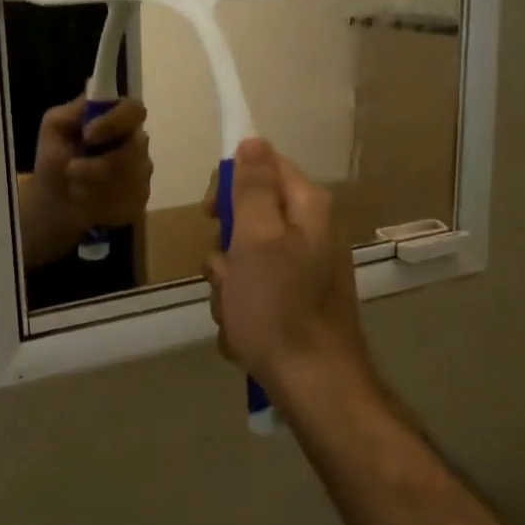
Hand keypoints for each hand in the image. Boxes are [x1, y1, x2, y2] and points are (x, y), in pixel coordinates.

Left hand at [17, 97, 152, 269]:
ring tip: (74, 190)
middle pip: (133, 152)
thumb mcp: (54, 129)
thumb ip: (72, 111)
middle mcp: (136, 144)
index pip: (134, 110)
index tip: (88, 136)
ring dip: (93, 188)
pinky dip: (99, 207)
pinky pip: (127, 204)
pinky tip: (87, 206)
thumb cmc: (55, 161)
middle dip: (96, 167)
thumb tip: (93, 102)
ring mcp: (142, 175)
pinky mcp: (140, 201)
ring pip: (129, 182)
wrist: (54, 204)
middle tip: (71, 171)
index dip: (115, 122)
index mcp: (118, 121)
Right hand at [206, 139, 371, 414]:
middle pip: (250, 215)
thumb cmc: (278, 307)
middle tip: (225, 271)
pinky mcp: (293, 301)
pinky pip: (253, 291)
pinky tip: (244, 332)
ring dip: (228, 284)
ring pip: (244, 258)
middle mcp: (309, 232)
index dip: (231, 183)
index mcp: (306, 208)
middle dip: (226, 246)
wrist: (313, 384)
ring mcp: (303, 269)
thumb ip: (253, 187)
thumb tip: (252, 139)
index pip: (263, 165)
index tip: (211, 212)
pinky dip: (241, 308)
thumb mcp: (257, 238)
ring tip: (235, 310)